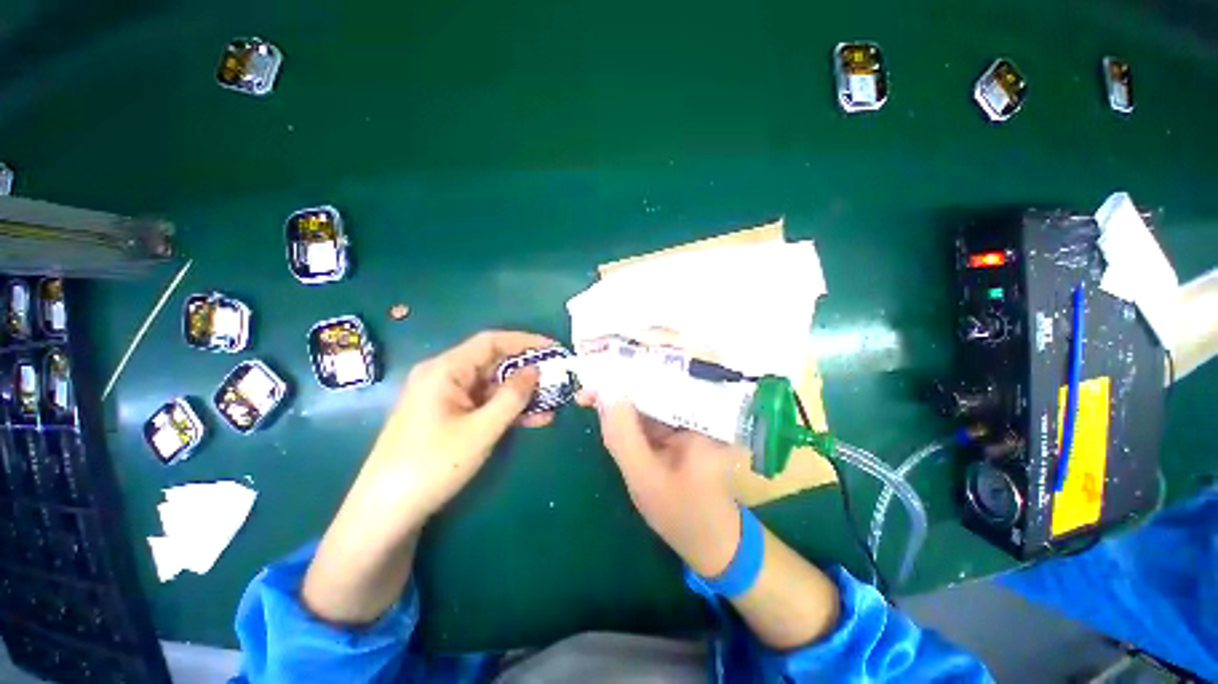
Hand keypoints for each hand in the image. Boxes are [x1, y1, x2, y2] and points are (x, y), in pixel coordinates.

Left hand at [355, 330, 559, 529]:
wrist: (386, 512)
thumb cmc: (433, 465)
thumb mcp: (481, 429)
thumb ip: (512, 397)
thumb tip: (535, 370)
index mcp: (446, 369)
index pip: (492, 342)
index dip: (525, 341)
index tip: (553, 348)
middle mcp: (444, 376)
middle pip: (493, 363)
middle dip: (526, 370)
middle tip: (557, 377)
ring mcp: (445, 397)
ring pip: (492, 386)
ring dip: (521, 394)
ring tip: (552, 401)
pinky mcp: (448, 415)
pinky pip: (483, 404)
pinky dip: (507, 409)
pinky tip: (533, 419)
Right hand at [581, 393, 744, 576]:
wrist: (711, 544)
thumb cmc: (682, 516)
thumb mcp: (645, 478)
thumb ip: (623, 436)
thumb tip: (605, 394)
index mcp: (703, 418)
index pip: (662, 383)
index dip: (626, 378)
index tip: (595, 382)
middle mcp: (700, 412)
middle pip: (656, 388)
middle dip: (620, 388)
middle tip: (587, 393)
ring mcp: (690, 421)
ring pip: (651, 401)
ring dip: (622, 401)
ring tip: (592, 399)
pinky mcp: (680, 432)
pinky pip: (652, 416)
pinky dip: (630, 417)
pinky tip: (610, 415)